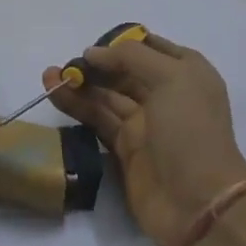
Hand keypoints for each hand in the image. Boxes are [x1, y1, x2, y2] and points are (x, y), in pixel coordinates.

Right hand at [43, 34, 245, 245]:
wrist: (197, 201)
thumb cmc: (190, 131)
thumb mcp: (171, 78)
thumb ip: (130, 57)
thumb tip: (93, 53)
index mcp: (186, 73)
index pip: (149, 48)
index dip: (120, 44)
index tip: (93, 47)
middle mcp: (166, 95)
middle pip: (123, 72)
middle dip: (94, 65)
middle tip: (64, 64)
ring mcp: (145, 124)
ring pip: (105, 96)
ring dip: (79, 84)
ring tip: (48, 76)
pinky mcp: (125, 149)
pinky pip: (97, 120)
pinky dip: (76, 106)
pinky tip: (55, 95)